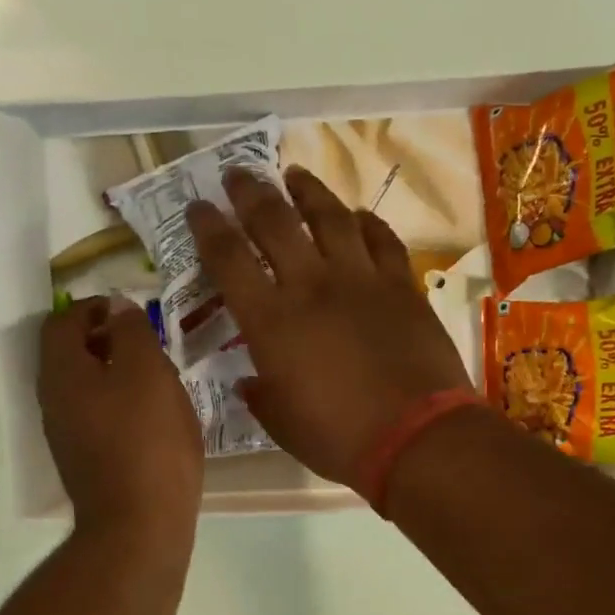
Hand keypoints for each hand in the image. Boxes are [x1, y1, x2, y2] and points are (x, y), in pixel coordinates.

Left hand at [39, 297, 202, 542]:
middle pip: (68, 354)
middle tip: (146, 343)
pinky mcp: (83, 461)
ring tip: (154, 379)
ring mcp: (65, 435)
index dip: (93, 306)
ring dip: (112, 373)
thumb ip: (131, 331)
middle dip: (104, 340)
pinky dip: (116, 404)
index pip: (61, 321)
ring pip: (82, 387)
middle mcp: (52, 401)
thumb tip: (116, 304)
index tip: (130, 311)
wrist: (140, 525)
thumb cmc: (148, 442)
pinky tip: (150, 418)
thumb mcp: (149, 373)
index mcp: (62, 373)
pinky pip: (94, 416)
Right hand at [186, 165, 471, 488]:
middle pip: (273, 221)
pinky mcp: (401, 284)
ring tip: (293, 175)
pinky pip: (381, 239)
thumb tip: (251, 381)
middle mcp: (311, 285)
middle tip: (237, 175)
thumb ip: (261, 396)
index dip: (207, 227)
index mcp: (271, 322)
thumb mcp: (283, 425)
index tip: (197, 208)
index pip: (228, 258)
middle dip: (249, 192)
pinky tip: (357, 215)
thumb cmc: (340, 439)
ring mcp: (360, 279)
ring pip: (329, 216)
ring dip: (307, 191)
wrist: (416, 437)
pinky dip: (365, 222)